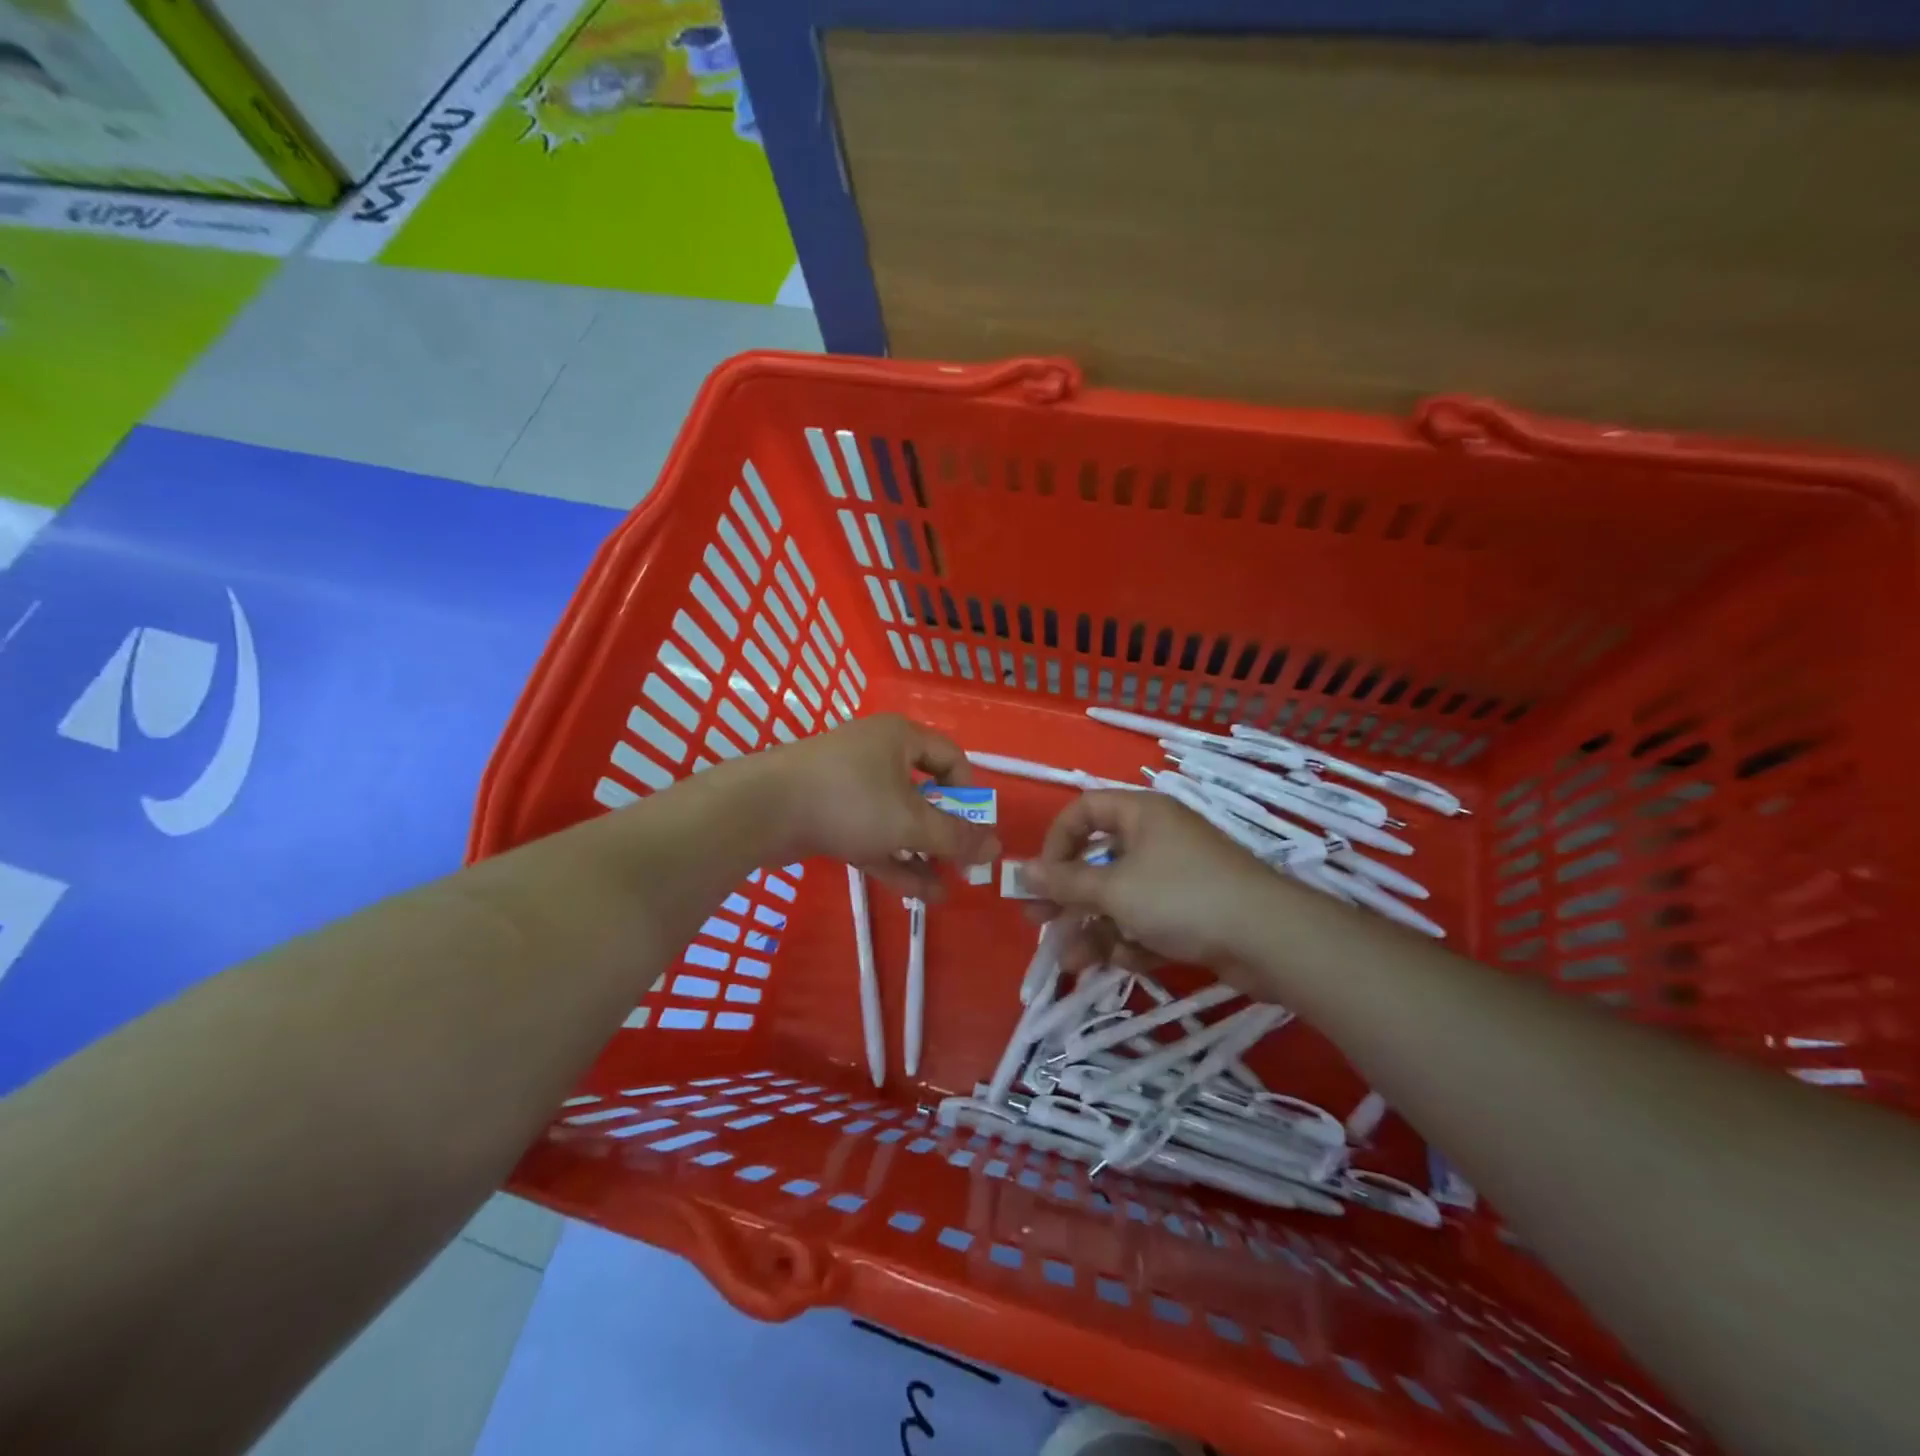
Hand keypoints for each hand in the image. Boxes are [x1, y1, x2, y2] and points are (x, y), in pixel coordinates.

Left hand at [760, 714, 998, 899]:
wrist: (761, 810)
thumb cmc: (849, 801)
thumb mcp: (911, 822)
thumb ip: (956, 837)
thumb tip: (996, 848)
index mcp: (900, 738)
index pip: (951, 758)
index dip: (969, 795)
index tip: (975, 830)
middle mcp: (877, 755)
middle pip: (925, 793)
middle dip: (945, 834)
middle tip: (964, 867)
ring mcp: (850, 786)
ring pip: (897, 820)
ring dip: (922, 854)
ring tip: (946, 892)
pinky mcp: (829, 814)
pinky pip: (872, 834)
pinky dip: (894, 860)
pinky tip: (919, 894)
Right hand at [1021, 790, 1280, 974]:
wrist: (1269, 939)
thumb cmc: (1181, 897)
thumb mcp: (1114, 889)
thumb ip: (1065, 882)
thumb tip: (1021, 870)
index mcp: (1141, 814)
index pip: (1084, 810)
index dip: (1057, 840)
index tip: (1042, 876)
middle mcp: (1156, 839)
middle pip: (1098, 860)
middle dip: (1068, 896)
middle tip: (1038, 922)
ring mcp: (1175, 877)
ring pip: (1120, 898)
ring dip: (1094, 928)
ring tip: (1072, 962)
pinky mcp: (1191, 912)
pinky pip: (1147, 919)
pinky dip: (1131, 940)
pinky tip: (1122, 962)